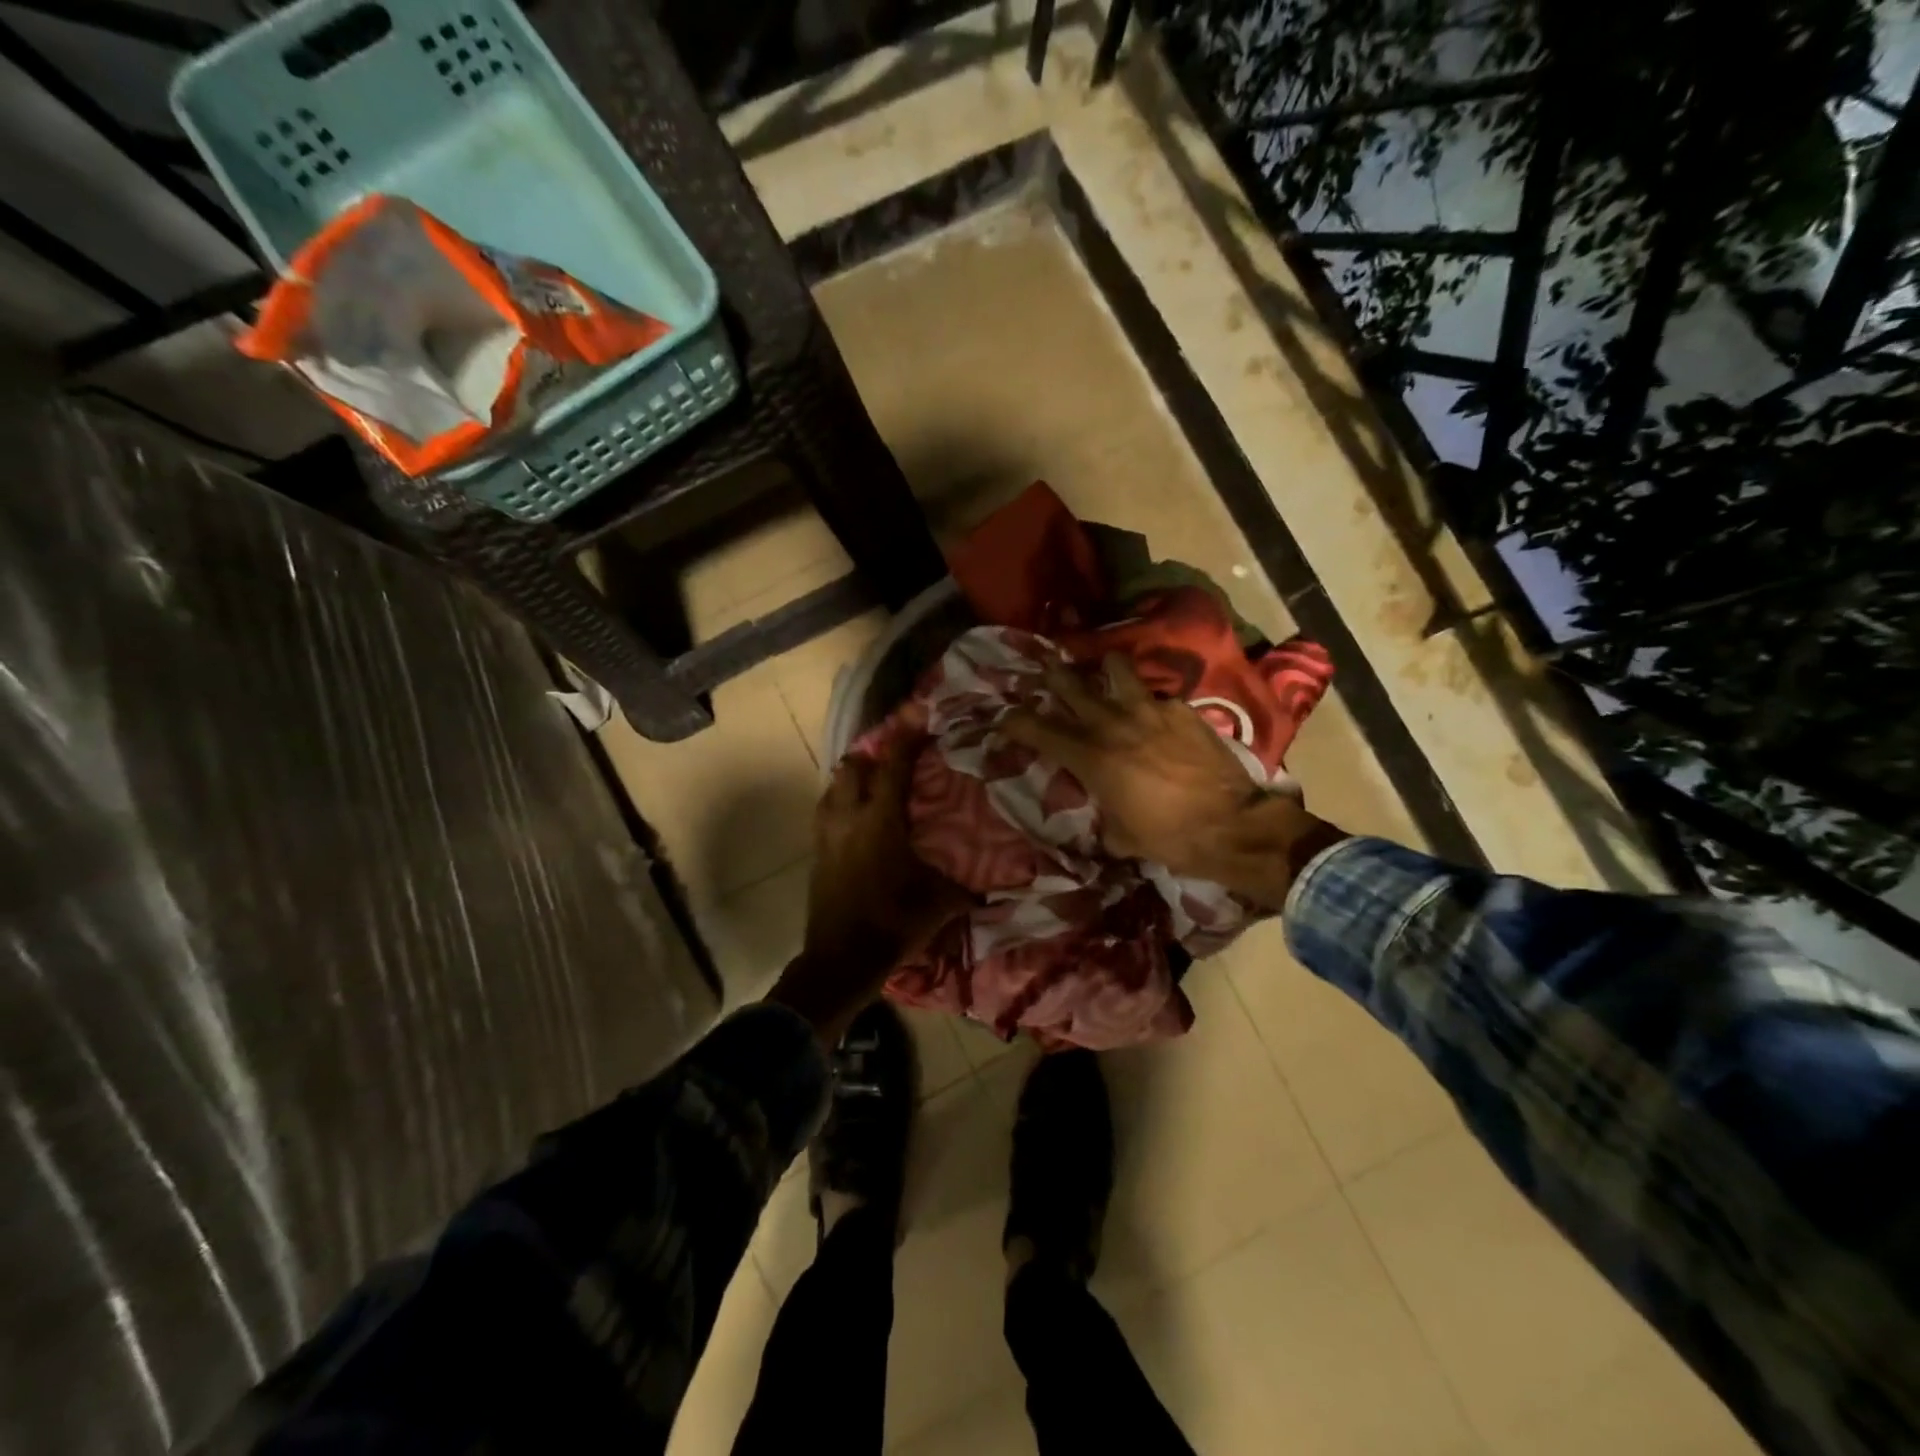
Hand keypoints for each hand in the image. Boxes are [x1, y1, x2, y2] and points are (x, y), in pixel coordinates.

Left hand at [765, 737, 970, 1042]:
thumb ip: (970, 887)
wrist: (841, 959)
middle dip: (872, 755)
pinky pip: (825, 811)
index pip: (893, 765)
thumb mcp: (940, 903)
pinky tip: (855, 817)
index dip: (906, 736)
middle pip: (853, 766)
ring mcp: (827, 834)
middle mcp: (849, 817)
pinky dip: (840, 802)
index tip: (918, 713)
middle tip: (896, 759)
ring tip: (875, 785)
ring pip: (834, 786)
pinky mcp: (816, 852)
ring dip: (853, 779)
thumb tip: (1006, 883)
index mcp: (881, 821)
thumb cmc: (893, 923)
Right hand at [1002, 654, 1339, 905]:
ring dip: (1102, 669)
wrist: (1231, 825)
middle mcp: (1112, 723)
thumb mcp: (1119, 835)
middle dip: (1051, 676)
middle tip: (1046, 672)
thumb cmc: (1168, 838)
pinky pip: (1155, 693)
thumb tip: (1099, 805)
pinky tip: (1155, 715)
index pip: (1036, 728)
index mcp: (1089, 757)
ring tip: (1103, 674)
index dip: (1014, 721)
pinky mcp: (1181, 708)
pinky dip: (1147, 700)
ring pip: (1114, 667)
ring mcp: (1149, 709)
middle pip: (1069, 683)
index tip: (1004, 719)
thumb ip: (1100, 810)